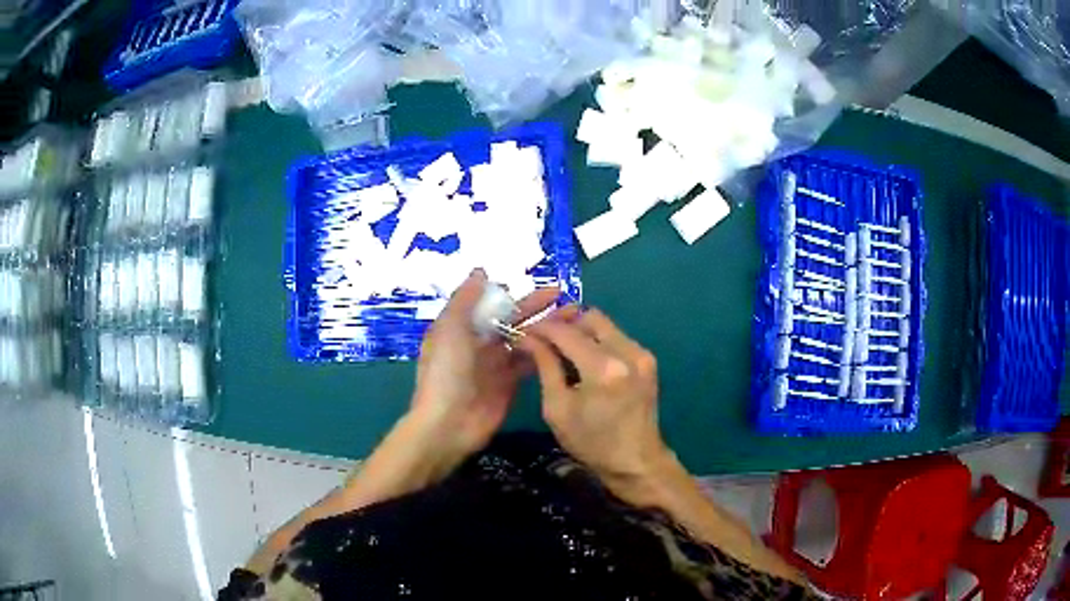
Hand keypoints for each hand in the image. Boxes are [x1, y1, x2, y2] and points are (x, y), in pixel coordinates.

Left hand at [411, 269, 559, 469]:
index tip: (544, 287)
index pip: (494, 304)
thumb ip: (465, 300)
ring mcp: (496, 365)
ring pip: (526, 341)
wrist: (448, 424)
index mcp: (463, 327)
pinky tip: (568, 344)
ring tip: (576, 320)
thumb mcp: (449, 329)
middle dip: (540, 310)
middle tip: (570, 302)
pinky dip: (547, 353)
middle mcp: (480, 342)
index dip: (518, 295)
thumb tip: (481, 272)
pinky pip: (530, 364)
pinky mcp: (510, 384)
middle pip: (514, 321)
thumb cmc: (445, 372)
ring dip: (548, 330)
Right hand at [520, 308, 672, 491]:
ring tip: (559, 345)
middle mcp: (627, 352)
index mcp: (603, 368)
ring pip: (604, 324)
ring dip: (580, 329)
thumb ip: (545, 366)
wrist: (636, 461)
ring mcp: (641, 354)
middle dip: (563, 320)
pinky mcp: (647, 359)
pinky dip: (596, 340)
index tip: (524, 331)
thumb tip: (528, 338)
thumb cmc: (591, 443)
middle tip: (542, 333)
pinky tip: (582, 357)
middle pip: (589, 316)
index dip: (541, 327)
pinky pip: (616, 337)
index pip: (566, 332)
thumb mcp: (557, 409)